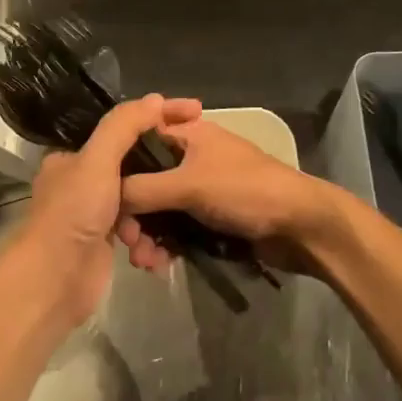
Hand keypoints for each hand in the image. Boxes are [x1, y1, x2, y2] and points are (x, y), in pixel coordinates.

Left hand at [8, 94, 202, 326]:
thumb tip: (156, 99)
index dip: (159, 116)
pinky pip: (138, 231)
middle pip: (134, 164)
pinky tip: (152, 253)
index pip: (123, 126)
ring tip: (163, 226)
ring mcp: (94, 213)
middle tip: (196, 166)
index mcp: (74, 155)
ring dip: (154, 216)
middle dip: (162, 173)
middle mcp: (82, 180)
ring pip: (140, 201)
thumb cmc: (74, 213)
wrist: (54, 282)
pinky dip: (148, 241)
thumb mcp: (98, 160)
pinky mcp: (106, 242)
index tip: (195, 111)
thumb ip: (124, 126)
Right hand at [116, 116, 346, 272]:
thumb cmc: (245, 191)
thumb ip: (144, 188)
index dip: (117, 164)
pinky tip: (159, 266)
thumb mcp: (189, 184)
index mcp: (186, 134)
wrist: (301, 227)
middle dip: (132, 212)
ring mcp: (199, 189)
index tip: (100, 195)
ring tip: (144, 262)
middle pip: (145, 180)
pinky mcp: (209, 218)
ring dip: (147, 235)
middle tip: (127, 241)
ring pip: (158, 209)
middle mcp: (188, 157)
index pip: (137, 138)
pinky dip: (165, 245)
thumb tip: (106, 198)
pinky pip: (175, 229)